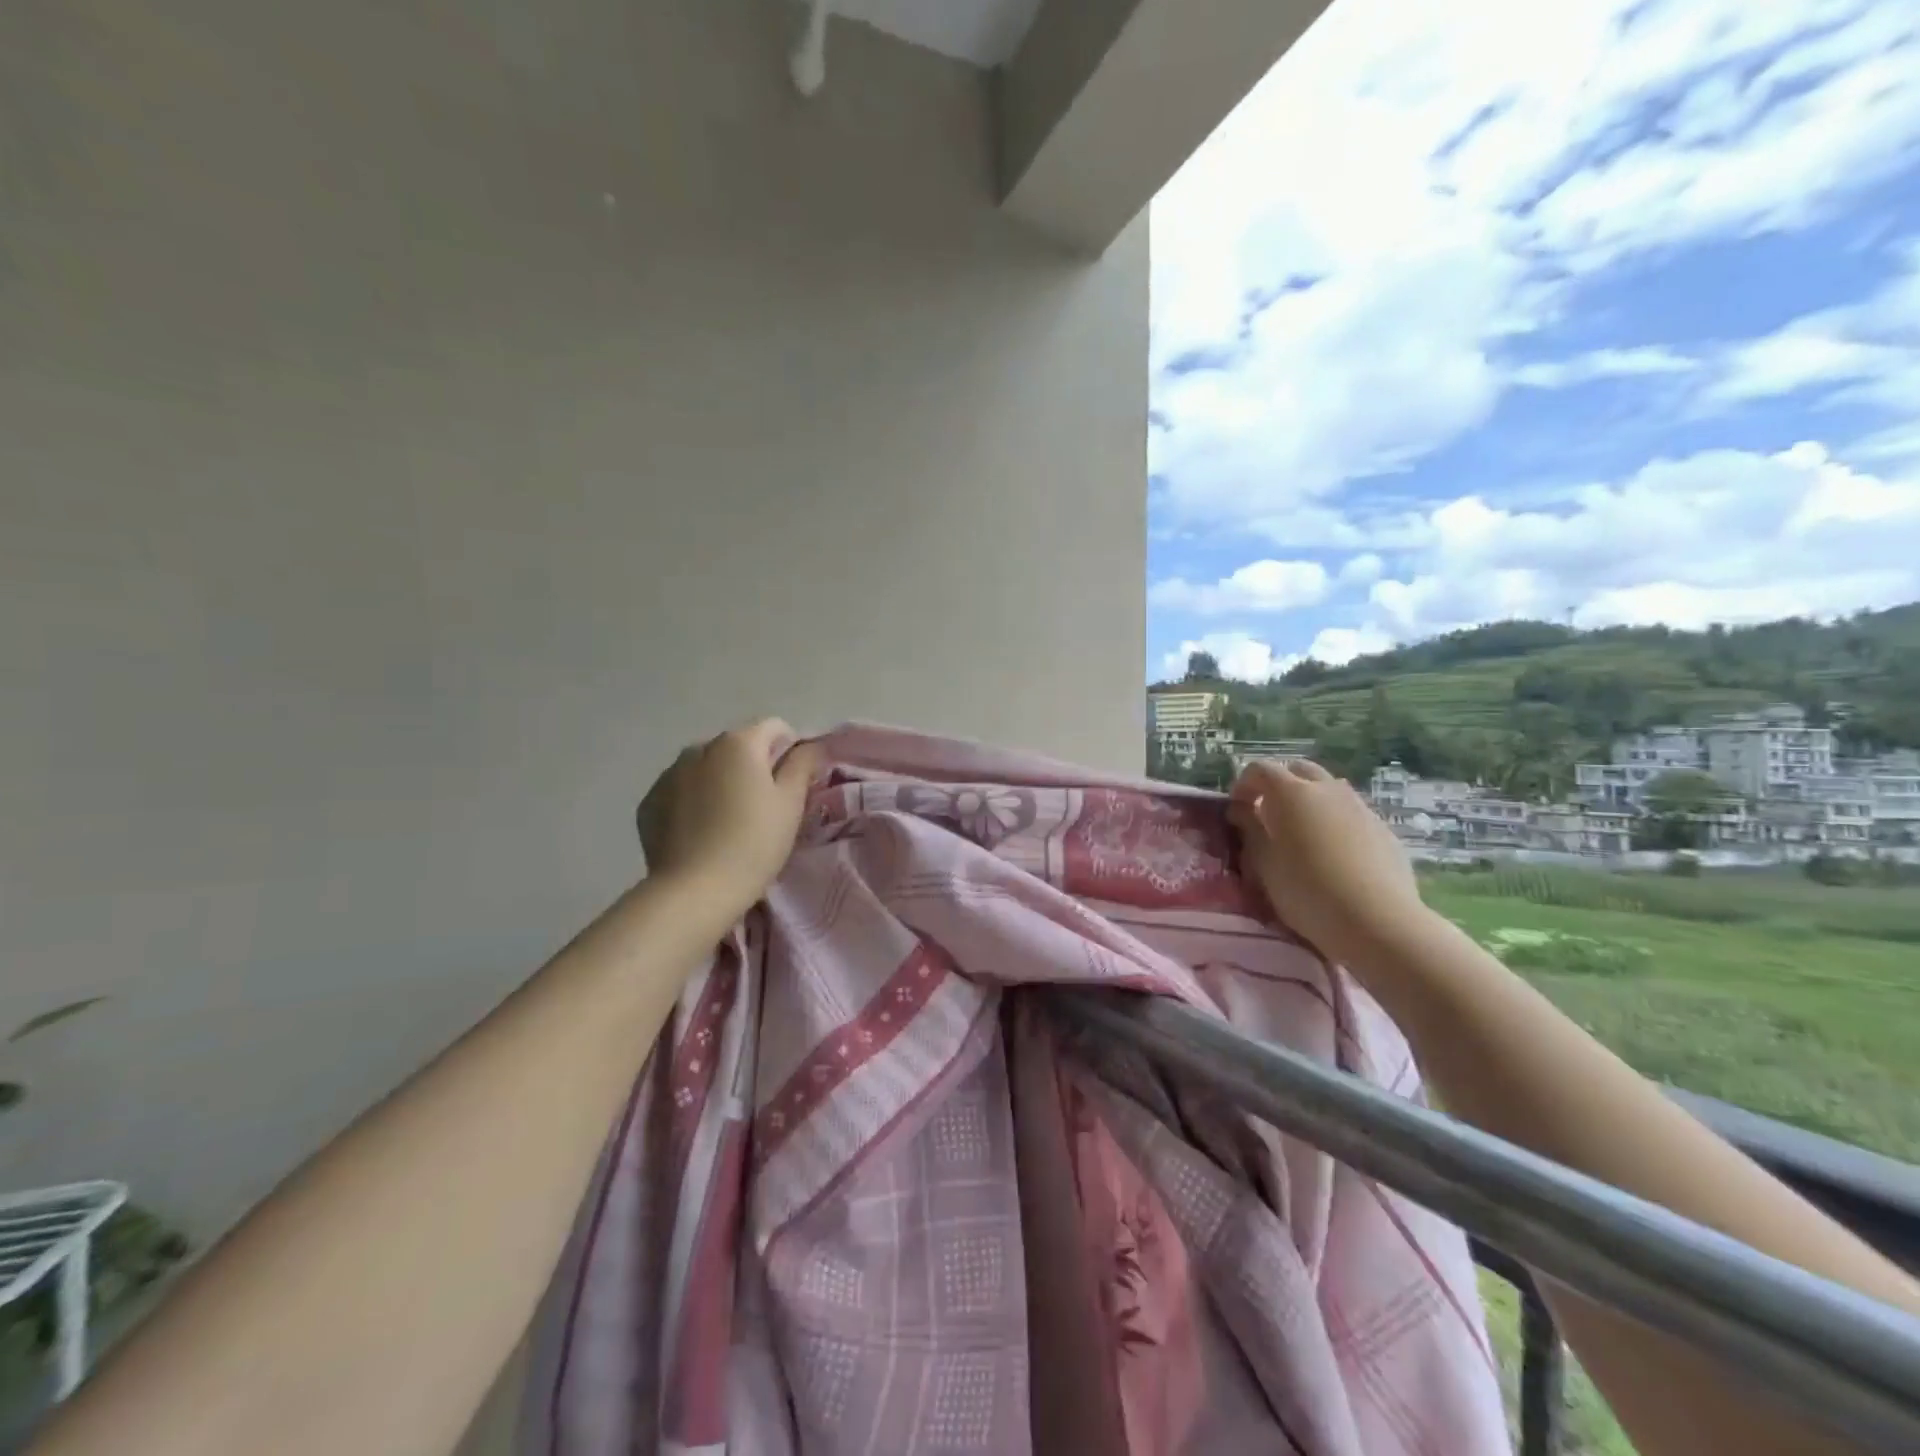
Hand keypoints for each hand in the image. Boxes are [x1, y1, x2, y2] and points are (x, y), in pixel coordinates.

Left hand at [637, 719, 824, 917]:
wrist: (694, 890)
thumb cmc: (754, 843)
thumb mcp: (791, 803)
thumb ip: (803, 765)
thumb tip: (809, 745)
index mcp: (738, 743)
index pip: (774, 727)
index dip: (789, 749)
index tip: (792, 783)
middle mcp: (700, 747)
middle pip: (737, 746)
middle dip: (752, 766)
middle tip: (762, 807)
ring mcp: (669, 773)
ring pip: (706, 767)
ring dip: (720, 781)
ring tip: (728, 821)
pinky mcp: (649, 801)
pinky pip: (680, 790)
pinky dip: (693, 801)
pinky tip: (700, 833)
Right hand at [1227, 758, 1434, 969]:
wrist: (1378, 922)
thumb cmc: (1307, 892)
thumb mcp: (1264, 865)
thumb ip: (1250, 830)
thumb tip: (1241, 809)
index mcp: (1291, 793)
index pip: (1260, 769)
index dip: (1243, 785)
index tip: (1236, 810)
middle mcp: (1327, 789)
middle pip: (1298, 770)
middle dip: (1279, 785)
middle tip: (1267, 814)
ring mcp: (1360, 807)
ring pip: (1329, 789)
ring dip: (1309, 801)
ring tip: (1301, 834)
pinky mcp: (1383, 829)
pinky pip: (1351, 813)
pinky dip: (1334, 820)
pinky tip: (1333, 854)